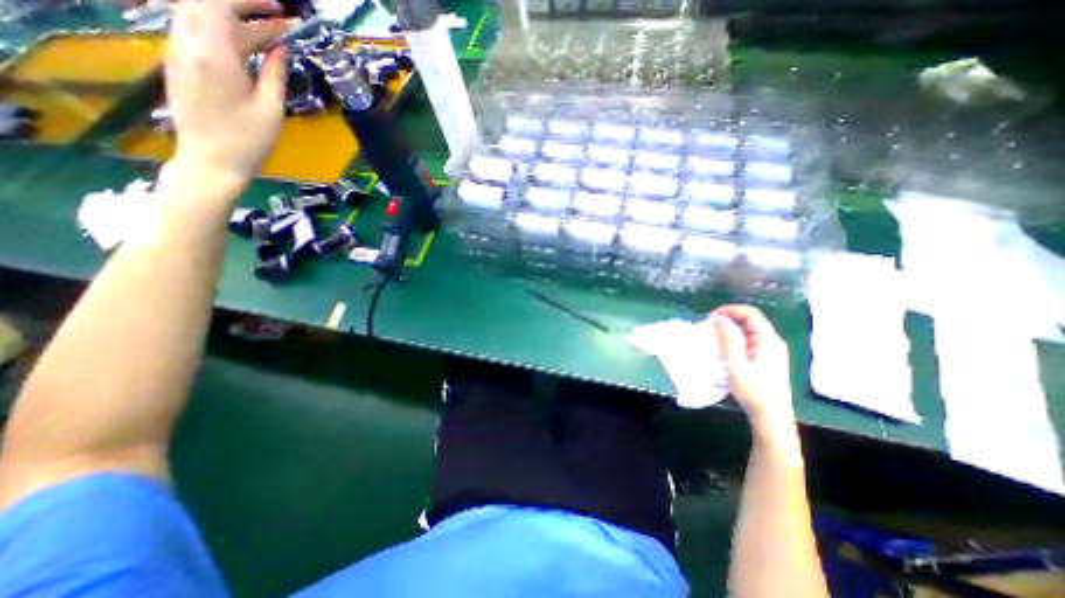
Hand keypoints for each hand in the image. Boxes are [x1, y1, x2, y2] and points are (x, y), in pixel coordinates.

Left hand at [165, 0, 290, 188]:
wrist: (211, 161)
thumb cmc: (249, 140)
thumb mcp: (272, 109)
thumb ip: (275, 74)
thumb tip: (281, 48)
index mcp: (214, 54)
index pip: (220, 5)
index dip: (249, 0)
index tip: (278, 9)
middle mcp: (187, 43)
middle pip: (204, 4)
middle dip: (240, 4)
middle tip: (275, 15)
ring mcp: (177, 52)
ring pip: (197, 16)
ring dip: (231, 17)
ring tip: (266, 32)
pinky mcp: (178, 64)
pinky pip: (194, 32)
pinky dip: (220, 31)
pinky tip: (245, 46)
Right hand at [711, 305, 793, 431]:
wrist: (771, 417)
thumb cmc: (754, 391)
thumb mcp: (736, 365)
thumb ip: (729, 340)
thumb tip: (719, 319)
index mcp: (768, 340)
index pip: (750, 313)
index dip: (730, 310)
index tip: (711, 317)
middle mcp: (772, 342)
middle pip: (750, 321)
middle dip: (728, 320)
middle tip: (708, 328)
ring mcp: (770, 351)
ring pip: (748, 331)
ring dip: (729, 331)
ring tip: (712, 338)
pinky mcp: (766, 360)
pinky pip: (749, 342)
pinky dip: (734, 340)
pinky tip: (723, 350)